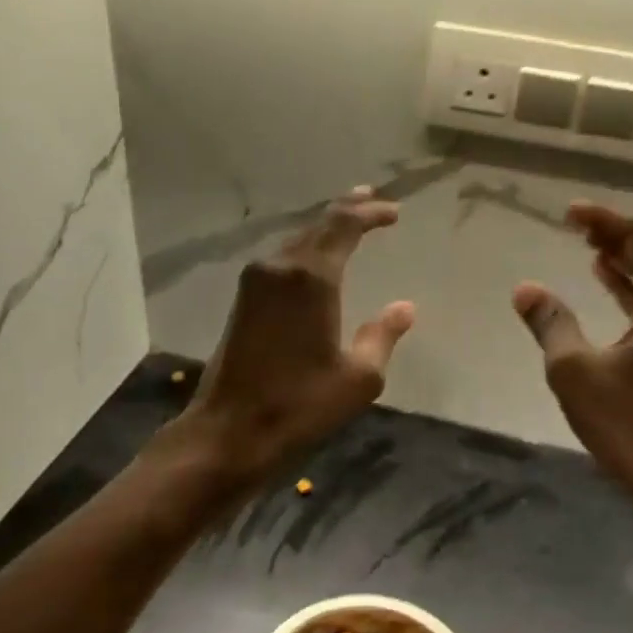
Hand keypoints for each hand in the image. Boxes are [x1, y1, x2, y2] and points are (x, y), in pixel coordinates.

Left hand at [183, 186, 414, 482]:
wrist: (229, 431)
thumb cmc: (299, 406)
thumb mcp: (358, 378)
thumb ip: (382, 336)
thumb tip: (404, 307)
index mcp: (311, 278)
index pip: (343, 225)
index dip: (370, 212)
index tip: (394, 211)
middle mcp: (280, 268)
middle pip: (318, 225)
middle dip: (347, 210)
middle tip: (372, 200)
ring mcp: (255, 281)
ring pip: (297, 240)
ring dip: (325, 230)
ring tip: (350, 222)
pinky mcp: (244, 300)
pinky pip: (282, 259)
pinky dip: (306, 249)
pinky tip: (316, 259)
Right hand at [514, 202, 632, 507]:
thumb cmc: (631, 425)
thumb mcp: (575, 371)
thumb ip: (551, 322)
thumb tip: (525, 289)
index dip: (605, 221)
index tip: (570, 213)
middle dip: (619, 238)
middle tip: (578, 229)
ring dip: (631, 264)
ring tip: (593, 251)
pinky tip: (615, 288)